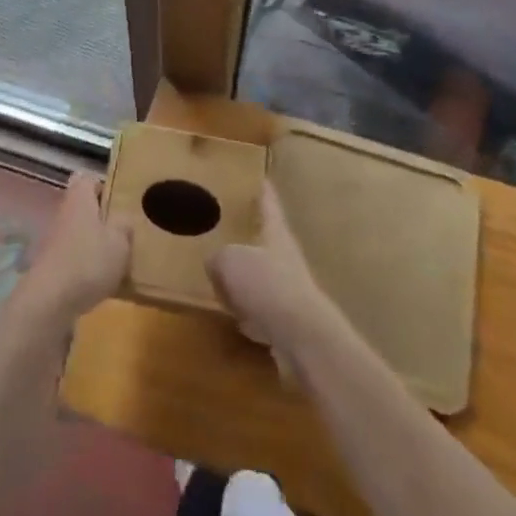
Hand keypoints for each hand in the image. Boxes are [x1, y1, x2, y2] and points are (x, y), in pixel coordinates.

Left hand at [15, 172, 131, 327]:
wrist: (49, 302)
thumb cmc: (88, 261)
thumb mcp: (120, 241)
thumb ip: (124, 225)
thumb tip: (123, 218)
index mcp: (80, 197)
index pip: (88, 178)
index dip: (103, 185)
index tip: (120, 200)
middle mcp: (64, 213)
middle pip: (83, 207)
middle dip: (101, 217)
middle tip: (123, 230)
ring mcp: (54, 240)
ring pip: (79, 233)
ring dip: (95, 244)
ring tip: (117, 260)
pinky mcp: (51, 266)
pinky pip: (73, 257)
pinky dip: (86, 266)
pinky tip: (102, 282)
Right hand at [208, 184, 336, 355]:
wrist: (301, 338)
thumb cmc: (267, 285)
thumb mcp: (230, 261)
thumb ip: (218, 257)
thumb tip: (214, 263)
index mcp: (276, 232)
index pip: (269, 202)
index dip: (262, 190)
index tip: (259, 177)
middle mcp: (285, 256)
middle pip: (265, 239)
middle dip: (247, 236)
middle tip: (223, 229)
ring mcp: (288, 290)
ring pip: (261, 276)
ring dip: (245, 278)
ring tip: (220, 275)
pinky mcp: (286, 322)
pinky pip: (260, 309)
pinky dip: (247, 311)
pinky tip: (232, 315)